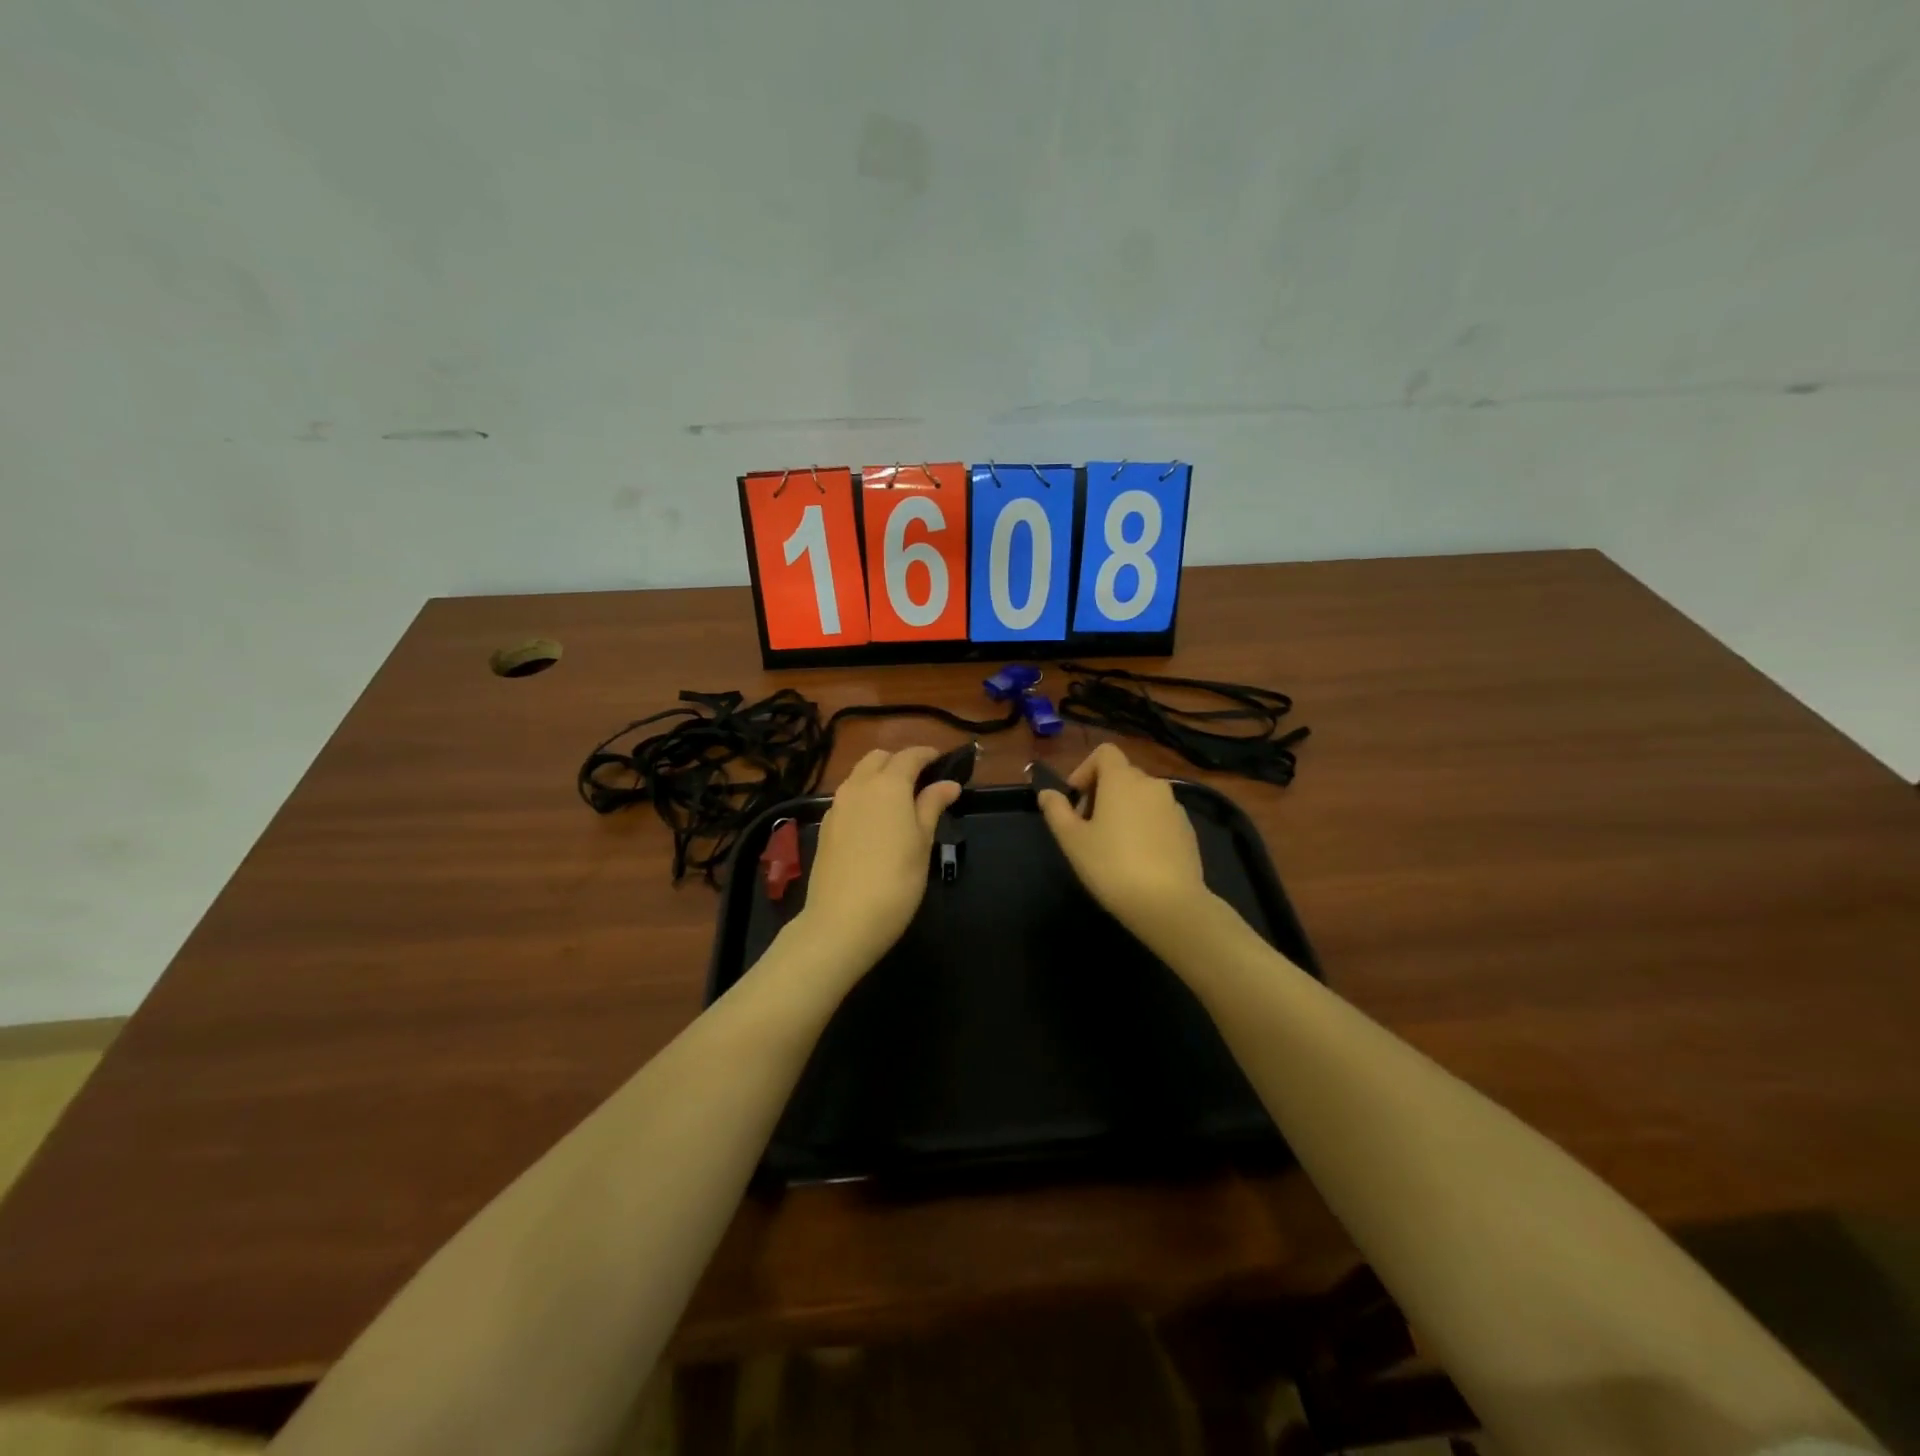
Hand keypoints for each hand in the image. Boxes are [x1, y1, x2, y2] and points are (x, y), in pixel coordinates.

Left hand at [792, 746, 961, 974]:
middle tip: (921, 782)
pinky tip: (875, 822)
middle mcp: (858, 786)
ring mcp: (837, 806)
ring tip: (899, 802)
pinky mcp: (825, 827)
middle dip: (899, 762)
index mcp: (888, 785)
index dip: (927, 755)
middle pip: (878, 758)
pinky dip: (864, 797)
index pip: (909, 756)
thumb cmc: (896, 880)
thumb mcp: (922, 843)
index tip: (942, 762)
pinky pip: (847, 798)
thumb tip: (948, 784)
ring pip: (859, 776)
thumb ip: (932, 806)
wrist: (842, 921)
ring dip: (879, 778)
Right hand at [1037, 743, 1212, 948]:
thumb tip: (1047, 793)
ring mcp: (1174, 807)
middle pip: (1122, 774)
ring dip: (1124, 809)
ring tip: (1113, 845)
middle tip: (1087, 827)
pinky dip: (1145, 825)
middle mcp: (1152, 784)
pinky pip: (1159, 816)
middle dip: (1101, 792)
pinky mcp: (1188, 830)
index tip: (1075, 799)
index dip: (1085, 769)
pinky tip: (1138, 857)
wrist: (1168, 903)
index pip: (1104, 752)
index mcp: (1122, 780)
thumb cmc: (1112, 866)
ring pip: (1142, 796)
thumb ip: (1056, 811)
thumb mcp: (1072, 840)